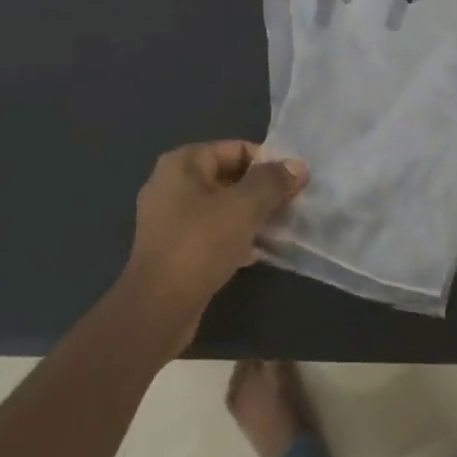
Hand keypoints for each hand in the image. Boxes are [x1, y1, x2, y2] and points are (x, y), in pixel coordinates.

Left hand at [126, 141, 307, 347]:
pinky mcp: (173, 248)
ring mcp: (168, 218)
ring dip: (250, 215)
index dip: (268, 163)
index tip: (294, 183)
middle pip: (229, 177)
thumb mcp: (245, 207)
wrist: (159, 307)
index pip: (236, 149)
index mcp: (183, 164)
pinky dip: (234, 237)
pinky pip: (211, 232)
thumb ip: (273, 182)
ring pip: (221, 207)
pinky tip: (256, 252)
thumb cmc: (201, 244)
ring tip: (279, 229)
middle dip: (261, 190)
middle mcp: (171, 184)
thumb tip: (297, 165)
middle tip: (291, 205)